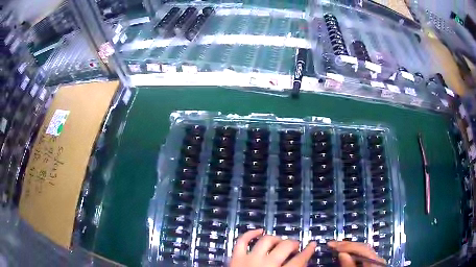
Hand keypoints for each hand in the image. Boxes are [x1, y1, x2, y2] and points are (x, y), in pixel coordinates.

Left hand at [230, 229, 316, 266]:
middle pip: (284, 247)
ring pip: (266, 241)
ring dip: (276, 239)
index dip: (308, 251)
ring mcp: (249, 259)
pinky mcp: (236, 258)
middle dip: (293, 244)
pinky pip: (242, 241)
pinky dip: (250, 234)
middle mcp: (266, 264)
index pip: (299, 260)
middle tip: (296, 246)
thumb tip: (303, 262)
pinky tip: (259, 231)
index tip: (312, 245)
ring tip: (280, 242)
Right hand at [327, 241, 385, 266]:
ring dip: (350, 248)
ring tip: (337, 247)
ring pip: (363, 250)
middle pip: (363, 247)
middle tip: (332, 244)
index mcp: (375, 261)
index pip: (361, 248)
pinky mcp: (373, 264)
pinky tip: (346, 254)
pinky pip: (363, 256)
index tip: (331, 245)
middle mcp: (378, 258)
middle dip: (347, 245)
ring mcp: (376, 261)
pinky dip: (354, 254)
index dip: (346, 245)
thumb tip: (341, 253)